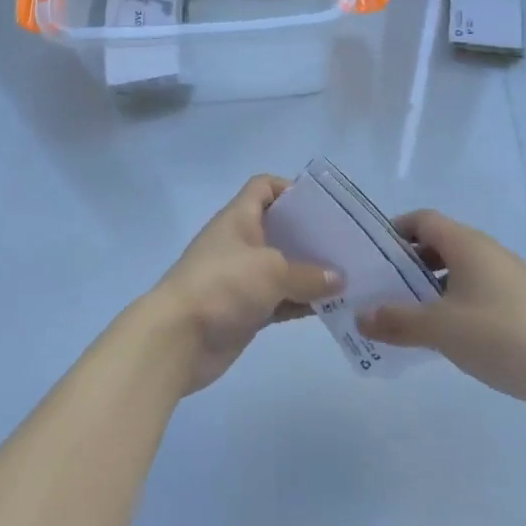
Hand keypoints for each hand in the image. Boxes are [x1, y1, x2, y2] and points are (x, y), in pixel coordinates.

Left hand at [148, 175, 341, 394]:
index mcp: (239, 218)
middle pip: (278, 228)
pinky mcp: (245, 309)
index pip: (263, 187)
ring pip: (282, 267)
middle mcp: (240, 242)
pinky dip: (301, 302)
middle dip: (310, 235)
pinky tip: (329, 308)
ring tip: (347, 278)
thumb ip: (308, 274)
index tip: (320, 206)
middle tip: (344, 244)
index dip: (289, 189)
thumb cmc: (223, 285)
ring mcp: (241, 278)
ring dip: (310, 273)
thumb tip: (339, 278)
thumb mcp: (272, 271)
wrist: (177, 338)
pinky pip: (280, 300)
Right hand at [359, 212, 525, 429]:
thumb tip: (360, 316)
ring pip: (460, 270)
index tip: (374, 254)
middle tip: (384, 288)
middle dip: (410, 263)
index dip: (396, 230)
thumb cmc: (498, 335)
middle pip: (440, 244)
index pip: (423, 220)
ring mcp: (509, 277)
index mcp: (468, 244)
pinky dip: (455, 302)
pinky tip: (447, 334)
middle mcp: (489, 251)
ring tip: (409, 315)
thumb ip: (397, 320)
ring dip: (432, 286)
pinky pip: (478, 290)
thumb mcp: (440, 329)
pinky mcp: (522, 304)